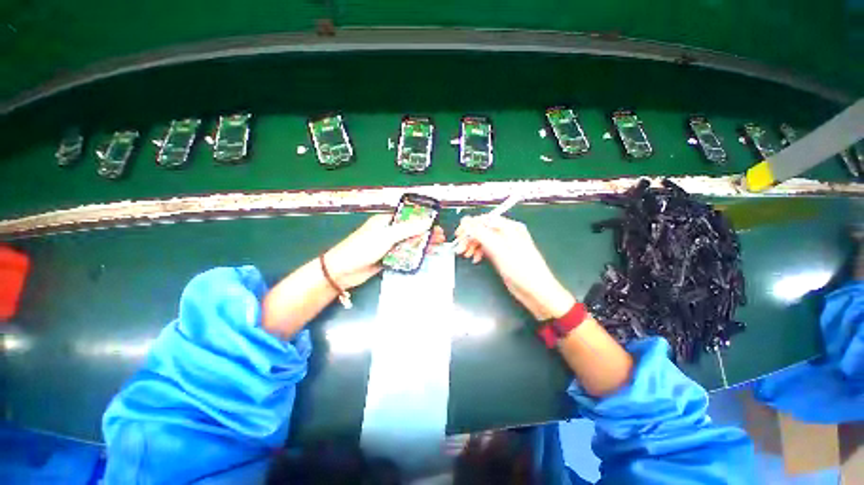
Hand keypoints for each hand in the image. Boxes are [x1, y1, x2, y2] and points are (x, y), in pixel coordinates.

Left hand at [324, 214, 445, 288]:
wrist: (342, 272)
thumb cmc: (362, 248)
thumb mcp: (386, 237)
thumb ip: (407, 229)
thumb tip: (427, 222)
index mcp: (386, 221)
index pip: (408, 216)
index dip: (423, 219)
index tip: (436, 224)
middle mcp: (389, 232)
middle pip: (412, 230)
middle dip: (426, 233)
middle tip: (441, 237)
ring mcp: (389, 246)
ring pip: (410, 243)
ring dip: (423, 244)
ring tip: (438, 246)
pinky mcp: (389, 258)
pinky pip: (405, 255)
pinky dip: (415, 255)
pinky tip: (426, 256)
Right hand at [454, 215, 574, 319]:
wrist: (536, 292)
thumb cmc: (521, 269)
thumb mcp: (499, 250)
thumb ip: (481, 233)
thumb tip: (466, 221)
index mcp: (509, 227)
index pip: (484, 220)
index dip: (469, 226)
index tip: (458, 235)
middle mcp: (507, 233)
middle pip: (482, 229)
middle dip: (469, 238)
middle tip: (460, 249)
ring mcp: (504, 244)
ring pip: (483, 239)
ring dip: (472, 245)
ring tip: (466, 255)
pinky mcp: (502, 255)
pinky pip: (486, 248)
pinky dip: (479, 252)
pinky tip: (475, 259)